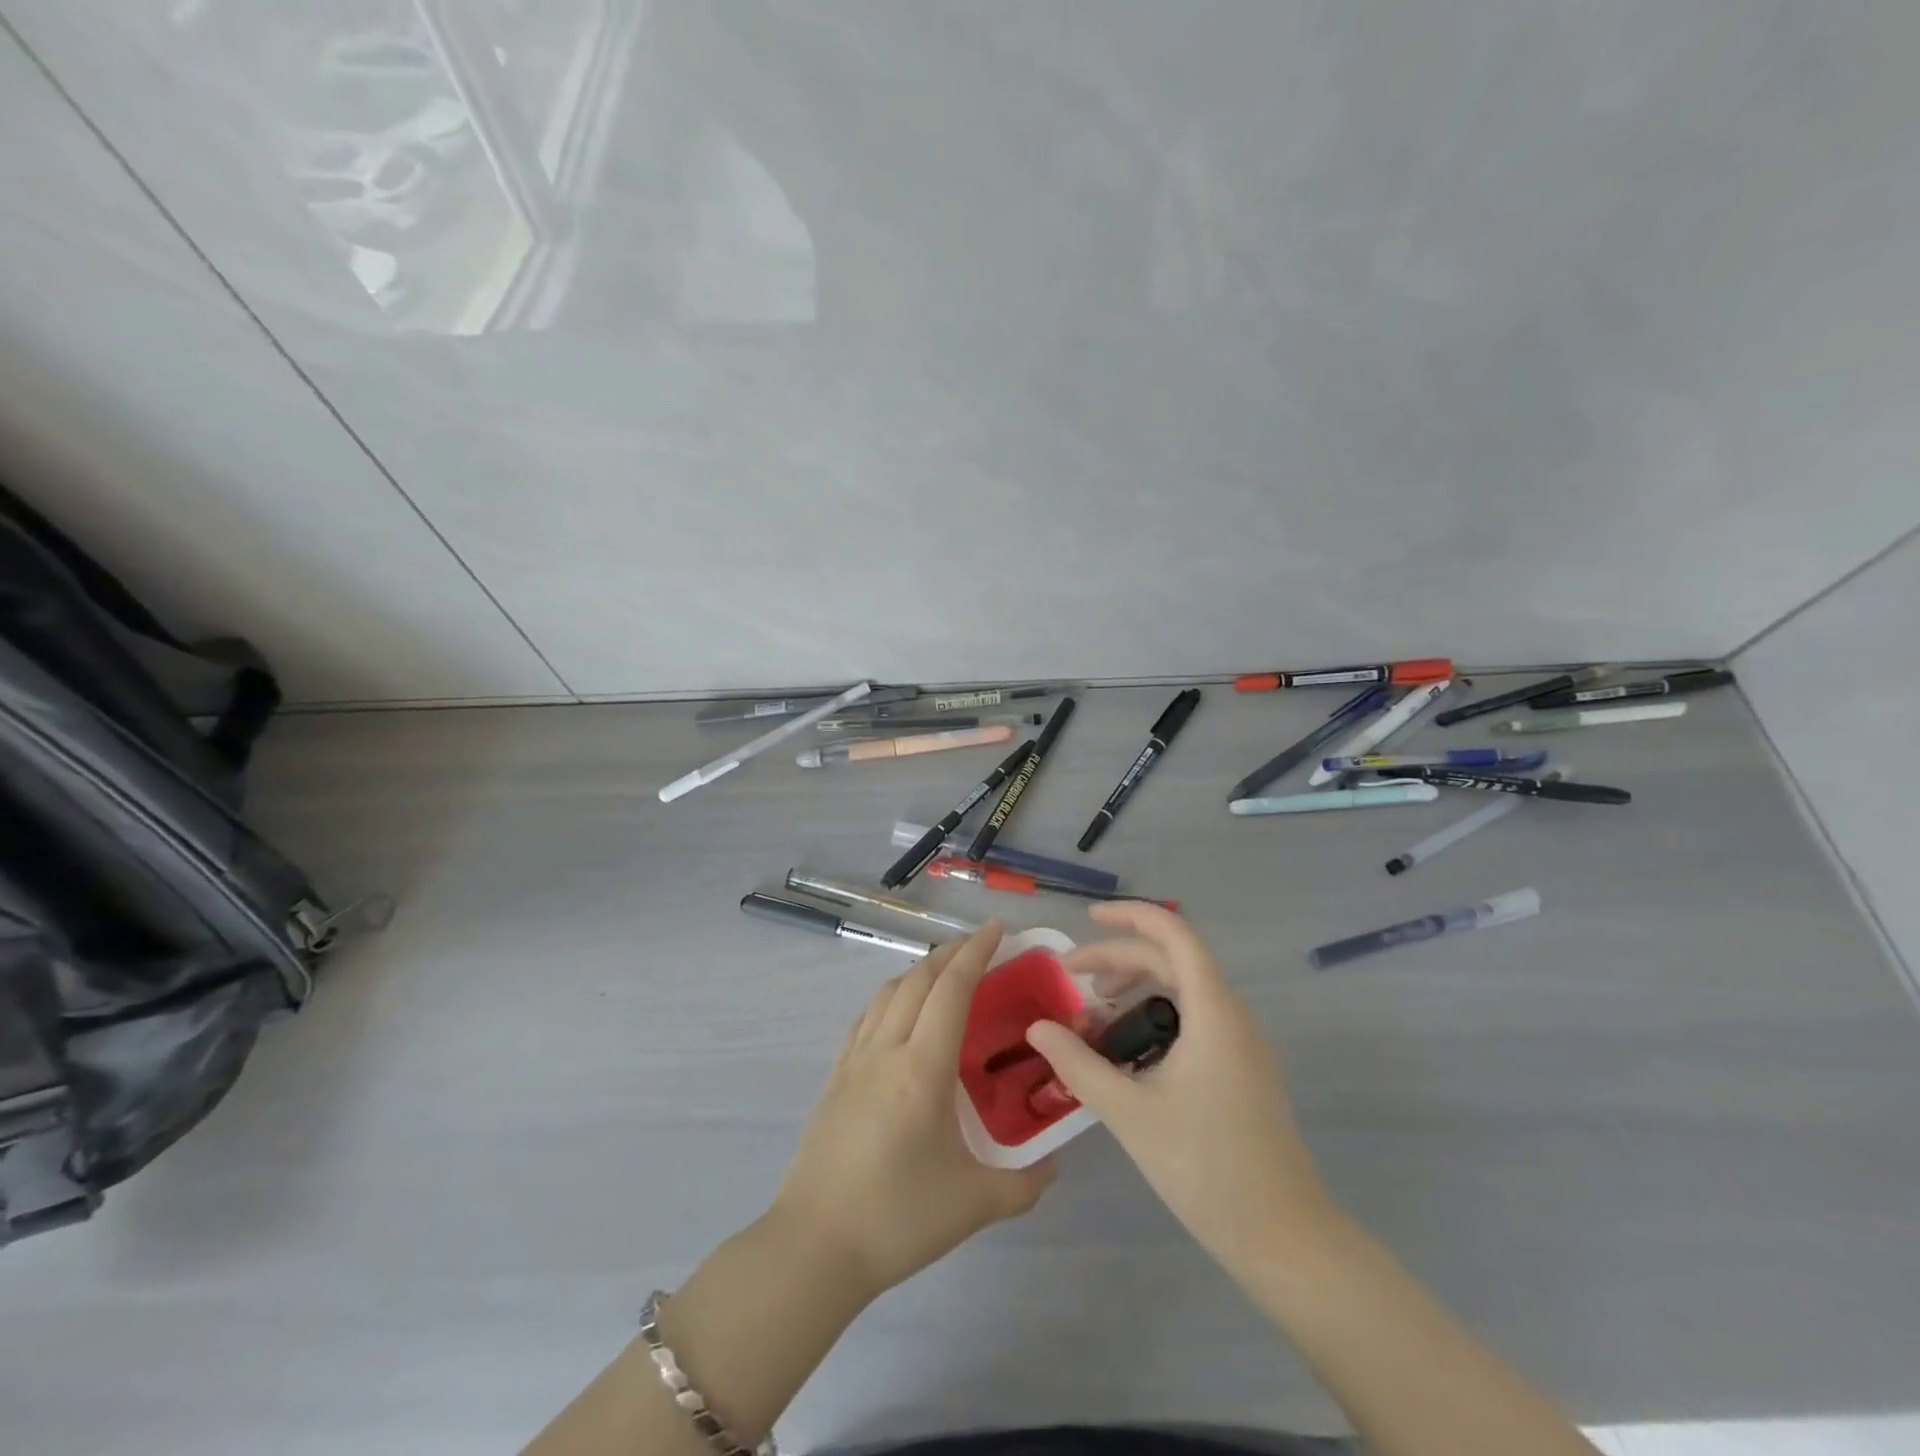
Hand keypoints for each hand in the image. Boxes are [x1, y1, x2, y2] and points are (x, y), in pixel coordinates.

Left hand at [772, 923, 1054, 1301]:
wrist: (814, 1246)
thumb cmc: (897, 1218)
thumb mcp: (974, 1204)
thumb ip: (1023, 1184)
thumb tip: (1052, 1166)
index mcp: (922, 1067)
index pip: (952, 989)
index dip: (975, 952)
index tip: (996, 928)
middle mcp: (886, 1049)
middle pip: (918, 979)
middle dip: (951, 952)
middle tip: (980, 944)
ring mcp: (854, 1060)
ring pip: (888, 992)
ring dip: (919, 971)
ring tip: (945, 973)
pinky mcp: (835, 1076)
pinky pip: (867, 1017)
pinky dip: (891, 996)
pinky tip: (900, 1012)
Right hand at [1025, 903, 1332, 1272]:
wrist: (1284, 1238)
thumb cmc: (1206, 1168)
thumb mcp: (1130, 1113)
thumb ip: (1079, 1065)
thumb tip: (1037, 1028)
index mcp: (1213, 1012)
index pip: (1174, 935)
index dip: (1131, 916)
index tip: (1088, 919)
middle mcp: (1232, 1015)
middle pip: (1172, 961)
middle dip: (1118, 959)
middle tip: (1070, 977)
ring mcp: (1242, 1043)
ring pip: (1184, 990)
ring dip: (1137, 987)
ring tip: (1094, 1012)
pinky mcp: (1243, 1069)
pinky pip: (1195, 1018)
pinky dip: (1156, 1016)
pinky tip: (1128, 1050)